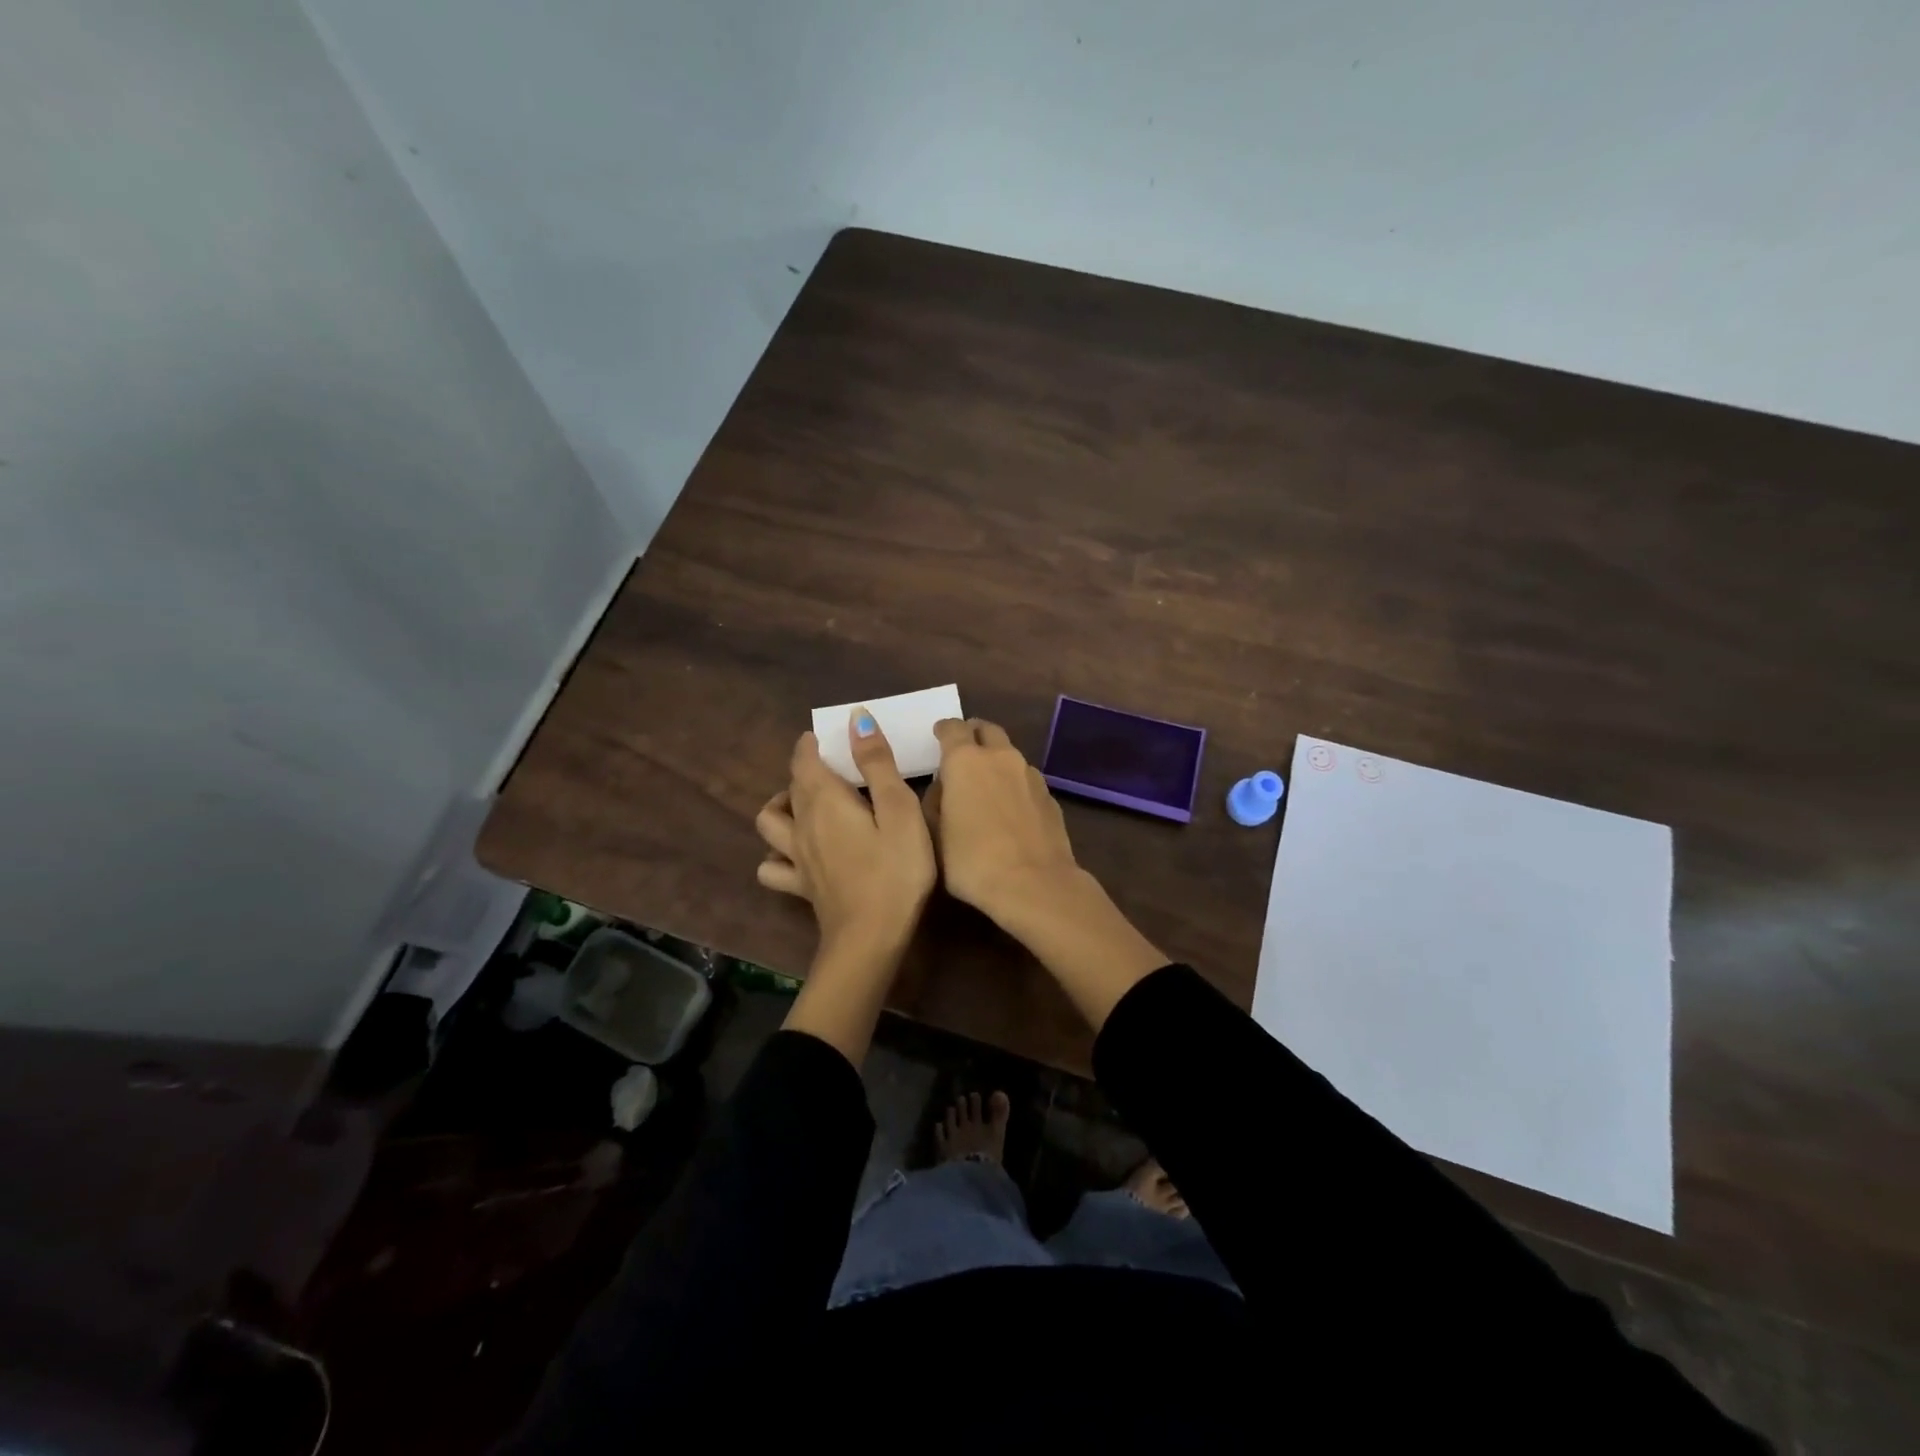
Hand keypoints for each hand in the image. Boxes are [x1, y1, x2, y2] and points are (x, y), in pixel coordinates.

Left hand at [755, 710, 937, 955]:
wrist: (870, 938)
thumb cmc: (895, 869)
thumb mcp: (899, 809)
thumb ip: (877, 763)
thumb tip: (856, 718)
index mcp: (825, 800)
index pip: (804, 760)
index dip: (811, 744)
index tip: (826, 736)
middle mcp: (802, 823)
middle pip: (790, 787)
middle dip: (804, 770)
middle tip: (831, 767)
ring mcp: (796, 857)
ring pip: (769, 822)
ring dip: (781, 806)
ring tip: (803, 804)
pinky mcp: (800, 886)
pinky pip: (772, 866)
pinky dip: (775, 854)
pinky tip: (794, 854)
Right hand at [923, 717, 1079, 919]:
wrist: (1033, 884)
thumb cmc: (972, 860)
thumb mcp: (934, 835)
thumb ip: (934, 803)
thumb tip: (943, 788)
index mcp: (965, 760)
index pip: (953, 727)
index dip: (943, 730)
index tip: (938, 736)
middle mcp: (1000, 757)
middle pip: (987, 730)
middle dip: (973, 734)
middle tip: (963, 750)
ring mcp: (1030, 775)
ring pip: (1010, 754)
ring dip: (996, 759)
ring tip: (986, 782)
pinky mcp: (1050, 796)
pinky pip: (1026, 779)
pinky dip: (1014, 783)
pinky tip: (1010, 807)